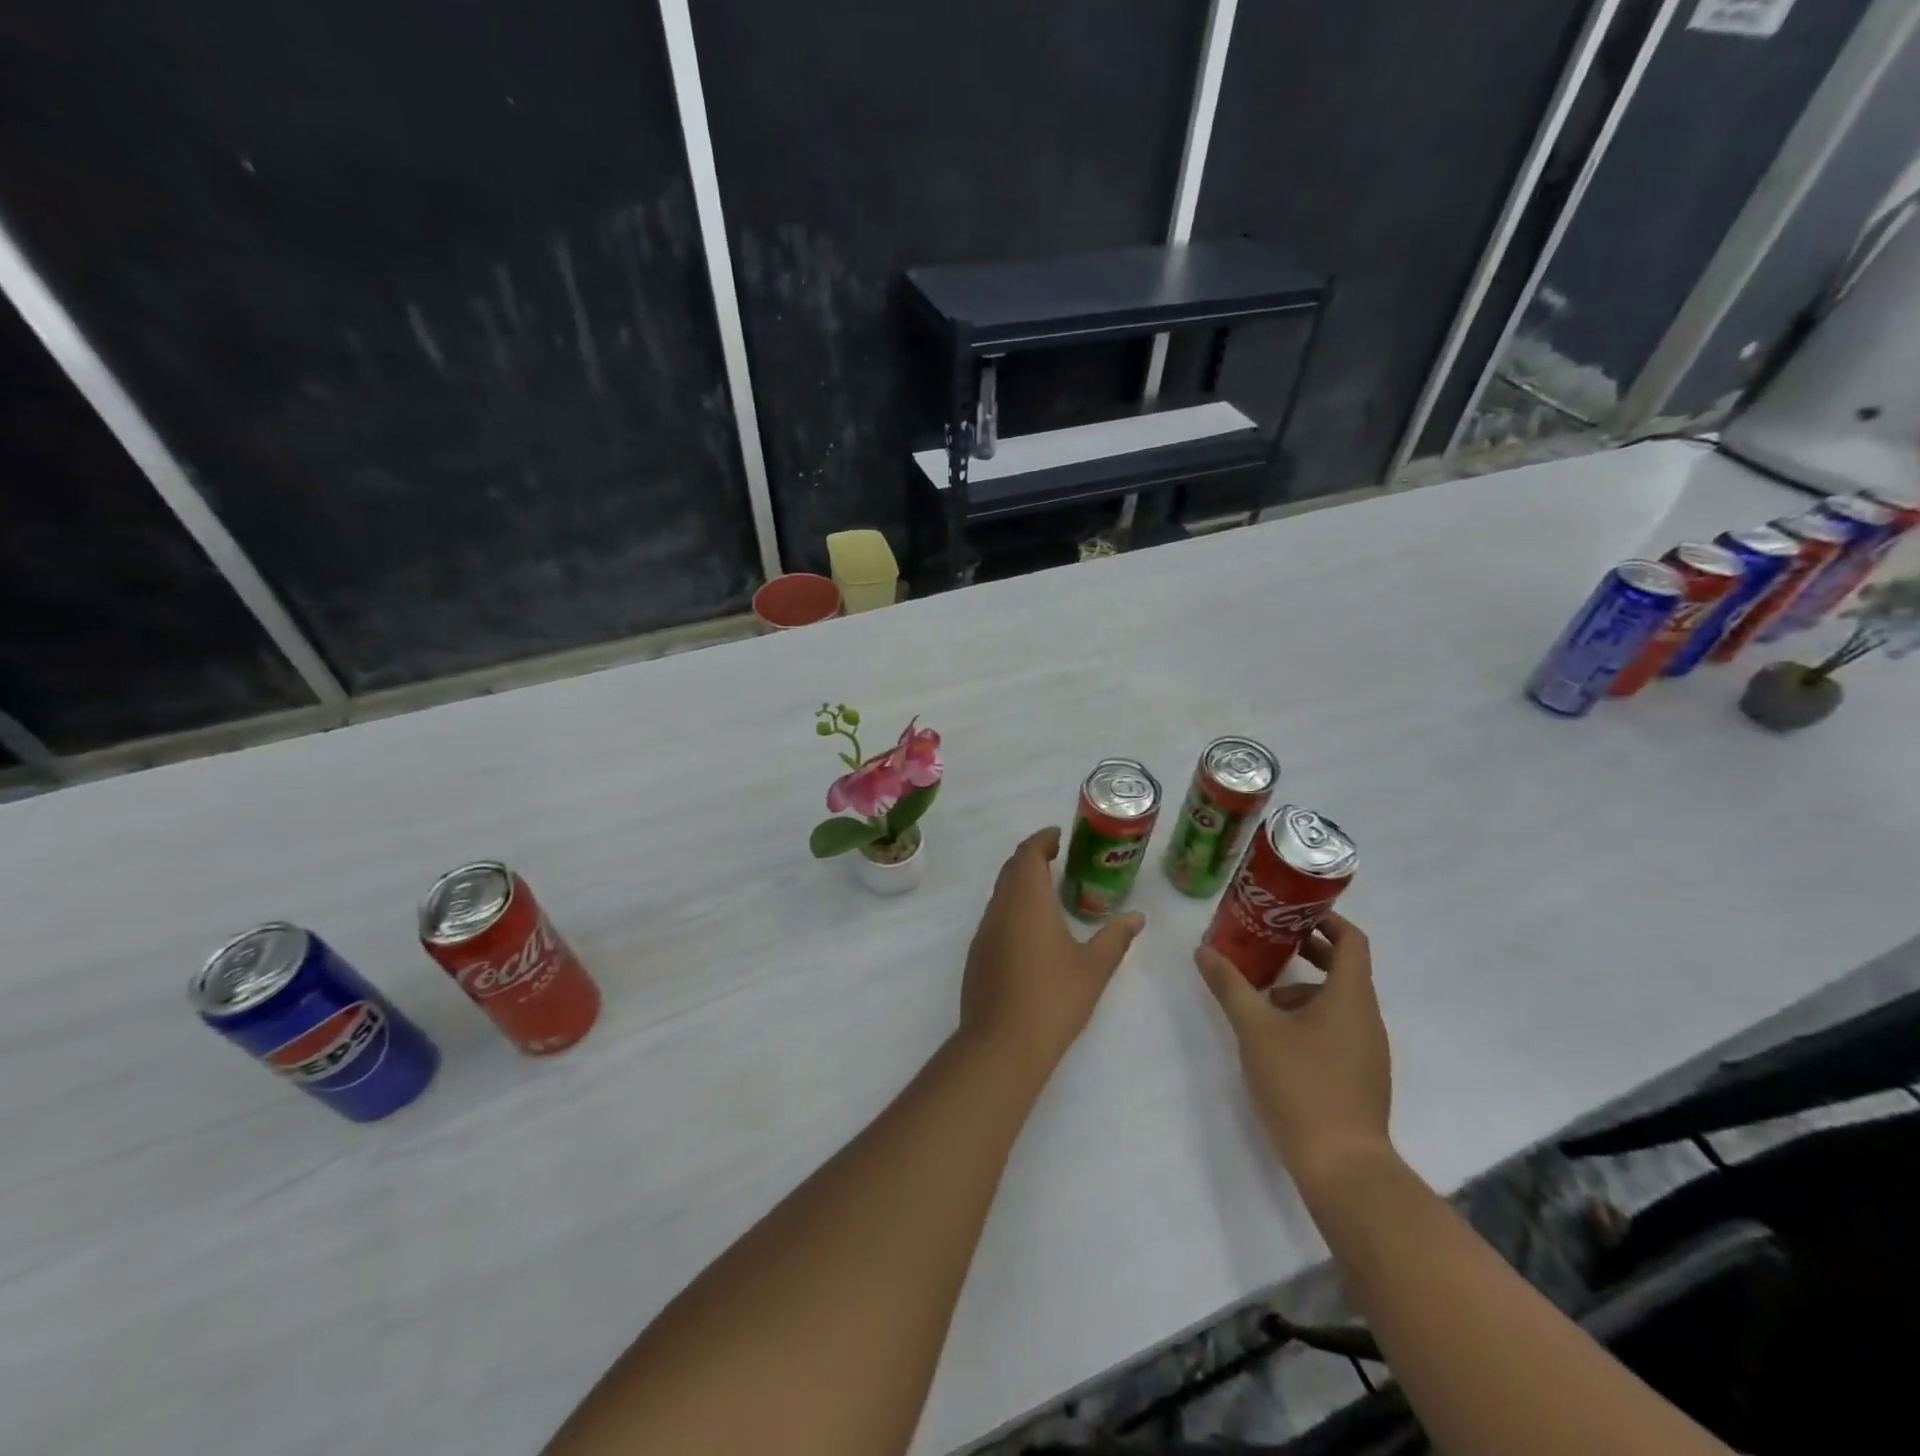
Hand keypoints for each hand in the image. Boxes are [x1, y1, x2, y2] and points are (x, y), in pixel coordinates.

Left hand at [960, 828, 1144, 1085]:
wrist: (1001, 1044)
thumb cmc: (1053, 999)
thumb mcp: (1094, 968)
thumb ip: (1115, 938)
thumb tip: (1136, 917)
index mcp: (1027, 900)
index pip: (1028, 854)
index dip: (1042, 840)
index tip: (1058, 836)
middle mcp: (1000, 908)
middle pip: (1011, 869)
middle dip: (1031, 857)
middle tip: (1058, 858)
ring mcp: (984, 932)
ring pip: (1000, 893)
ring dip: (1020, 883)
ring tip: (1048, 890)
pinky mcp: (977, 954)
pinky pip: (995, 916)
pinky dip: (1012, 907)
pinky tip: (1031, 929)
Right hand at [1194, 911, 1393, 1196]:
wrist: (1343, 1167)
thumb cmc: (1302, 1086)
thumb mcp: (1256, 1030)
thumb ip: (1230, 987)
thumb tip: (1204, 951)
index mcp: (1351, 997)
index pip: (1352, 941)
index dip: (1327, 920)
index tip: (1293, 912)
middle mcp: (1367, 1018)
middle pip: (1345, 969)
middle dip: (1308, 952)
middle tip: (1269, 944)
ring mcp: (1368, 1050)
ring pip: (1340, 1001)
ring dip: (1304, 988)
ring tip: (1263, 998)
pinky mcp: (1362, 1076)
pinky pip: (1340, 1028)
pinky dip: (1312, 1017)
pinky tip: (1278, 1038)